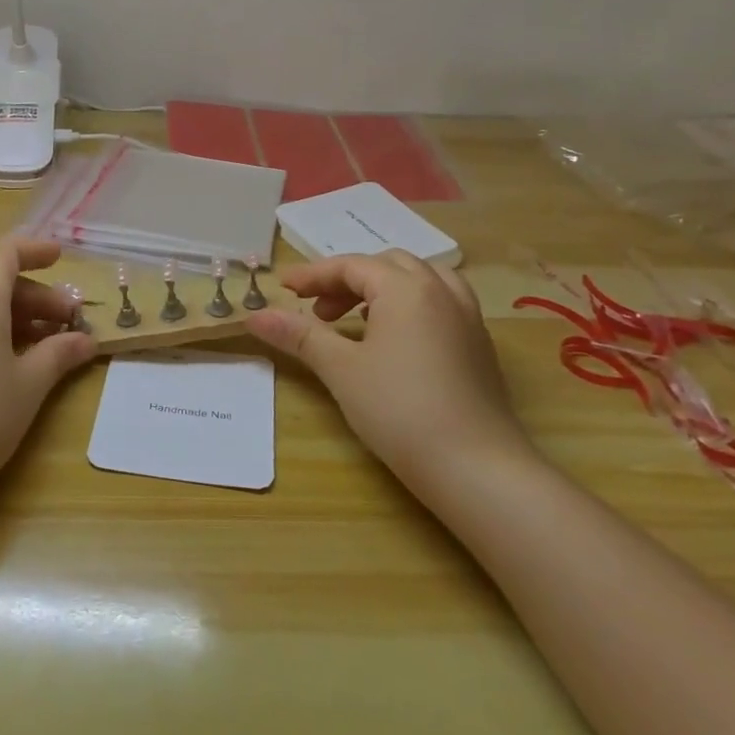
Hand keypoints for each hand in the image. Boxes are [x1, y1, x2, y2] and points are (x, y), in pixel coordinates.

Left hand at [0, 236, 97, 514]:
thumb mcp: (26, 387)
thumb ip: (57, 355)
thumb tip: (84, 340)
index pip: (6, 251)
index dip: (35, 250)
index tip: (61, 257)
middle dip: (34, 295)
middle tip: (67, 322)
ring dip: (10, 316)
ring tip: (40, 347)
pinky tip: (0, 369)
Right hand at [244, 251, 534, 496]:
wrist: (477, 468)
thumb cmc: (400, 411)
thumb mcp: (341, 370)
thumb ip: (300, 336)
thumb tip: (255, 316)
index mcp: (406, 288)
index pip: (351, 266)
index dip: (313, 274)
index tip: (283, 288)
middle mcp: (441, 291)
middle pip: (387, 265)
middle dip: (348, 280)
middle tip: (318, 310)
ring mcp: (467, 317)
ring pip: (420, 280)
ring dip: (383, 289)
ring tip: (358, 319)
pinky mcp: (479, 345)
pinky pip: (440, 303)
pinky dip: (410, 306)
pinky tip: (396, 341)